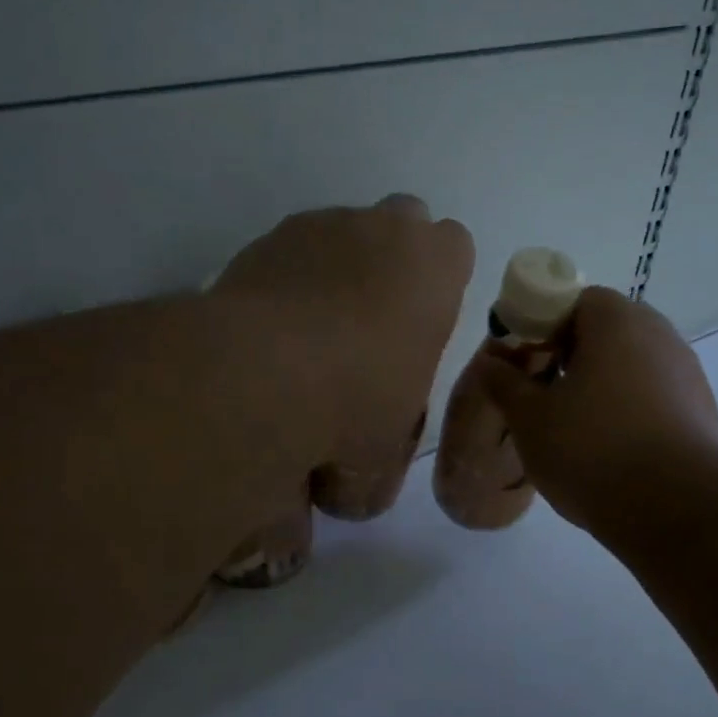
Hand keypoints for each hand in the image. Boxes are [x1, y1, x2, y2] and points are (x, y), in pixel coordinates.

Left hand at [213, 195, 474, 509]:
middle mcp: (382, 229)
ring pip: (341, 233)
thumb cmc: (355, 404)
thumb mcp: (381, 457)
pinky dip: (286, 281)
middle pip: (401, 222)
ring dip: (337, 269)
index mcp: (436, 267)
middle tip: (371, 319)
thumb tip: (351, 494)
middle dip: (393, 260)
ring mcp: (320, 226)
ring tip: (310, 331)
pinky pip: (289, 253)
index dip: (440, 280)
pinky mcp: (265, 239)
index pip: (455, 246)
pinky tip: (269, 329)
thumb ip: (379, 467)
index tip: (421, 320)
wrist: (262, 374)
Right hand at [485, 287, 717, 536]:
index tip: (522, 362)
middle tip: (541, 394)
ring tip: (573, 428)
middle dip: (569, 357)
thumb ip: (504, 383)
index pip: (574, 300)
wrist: (676, 508)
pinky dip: (628, 410)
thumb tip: (490, 362)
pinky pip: (652, 396)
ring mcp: (686, 373)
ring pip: (630, 366)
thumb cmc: (592, 449)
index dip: (541, 325)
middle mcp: (659, 335)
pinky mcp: (702, 411)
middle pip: (605, 332)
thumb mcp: (530, 418)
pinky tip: (610, 449)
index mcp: (616, 321)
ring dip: (599, 385)